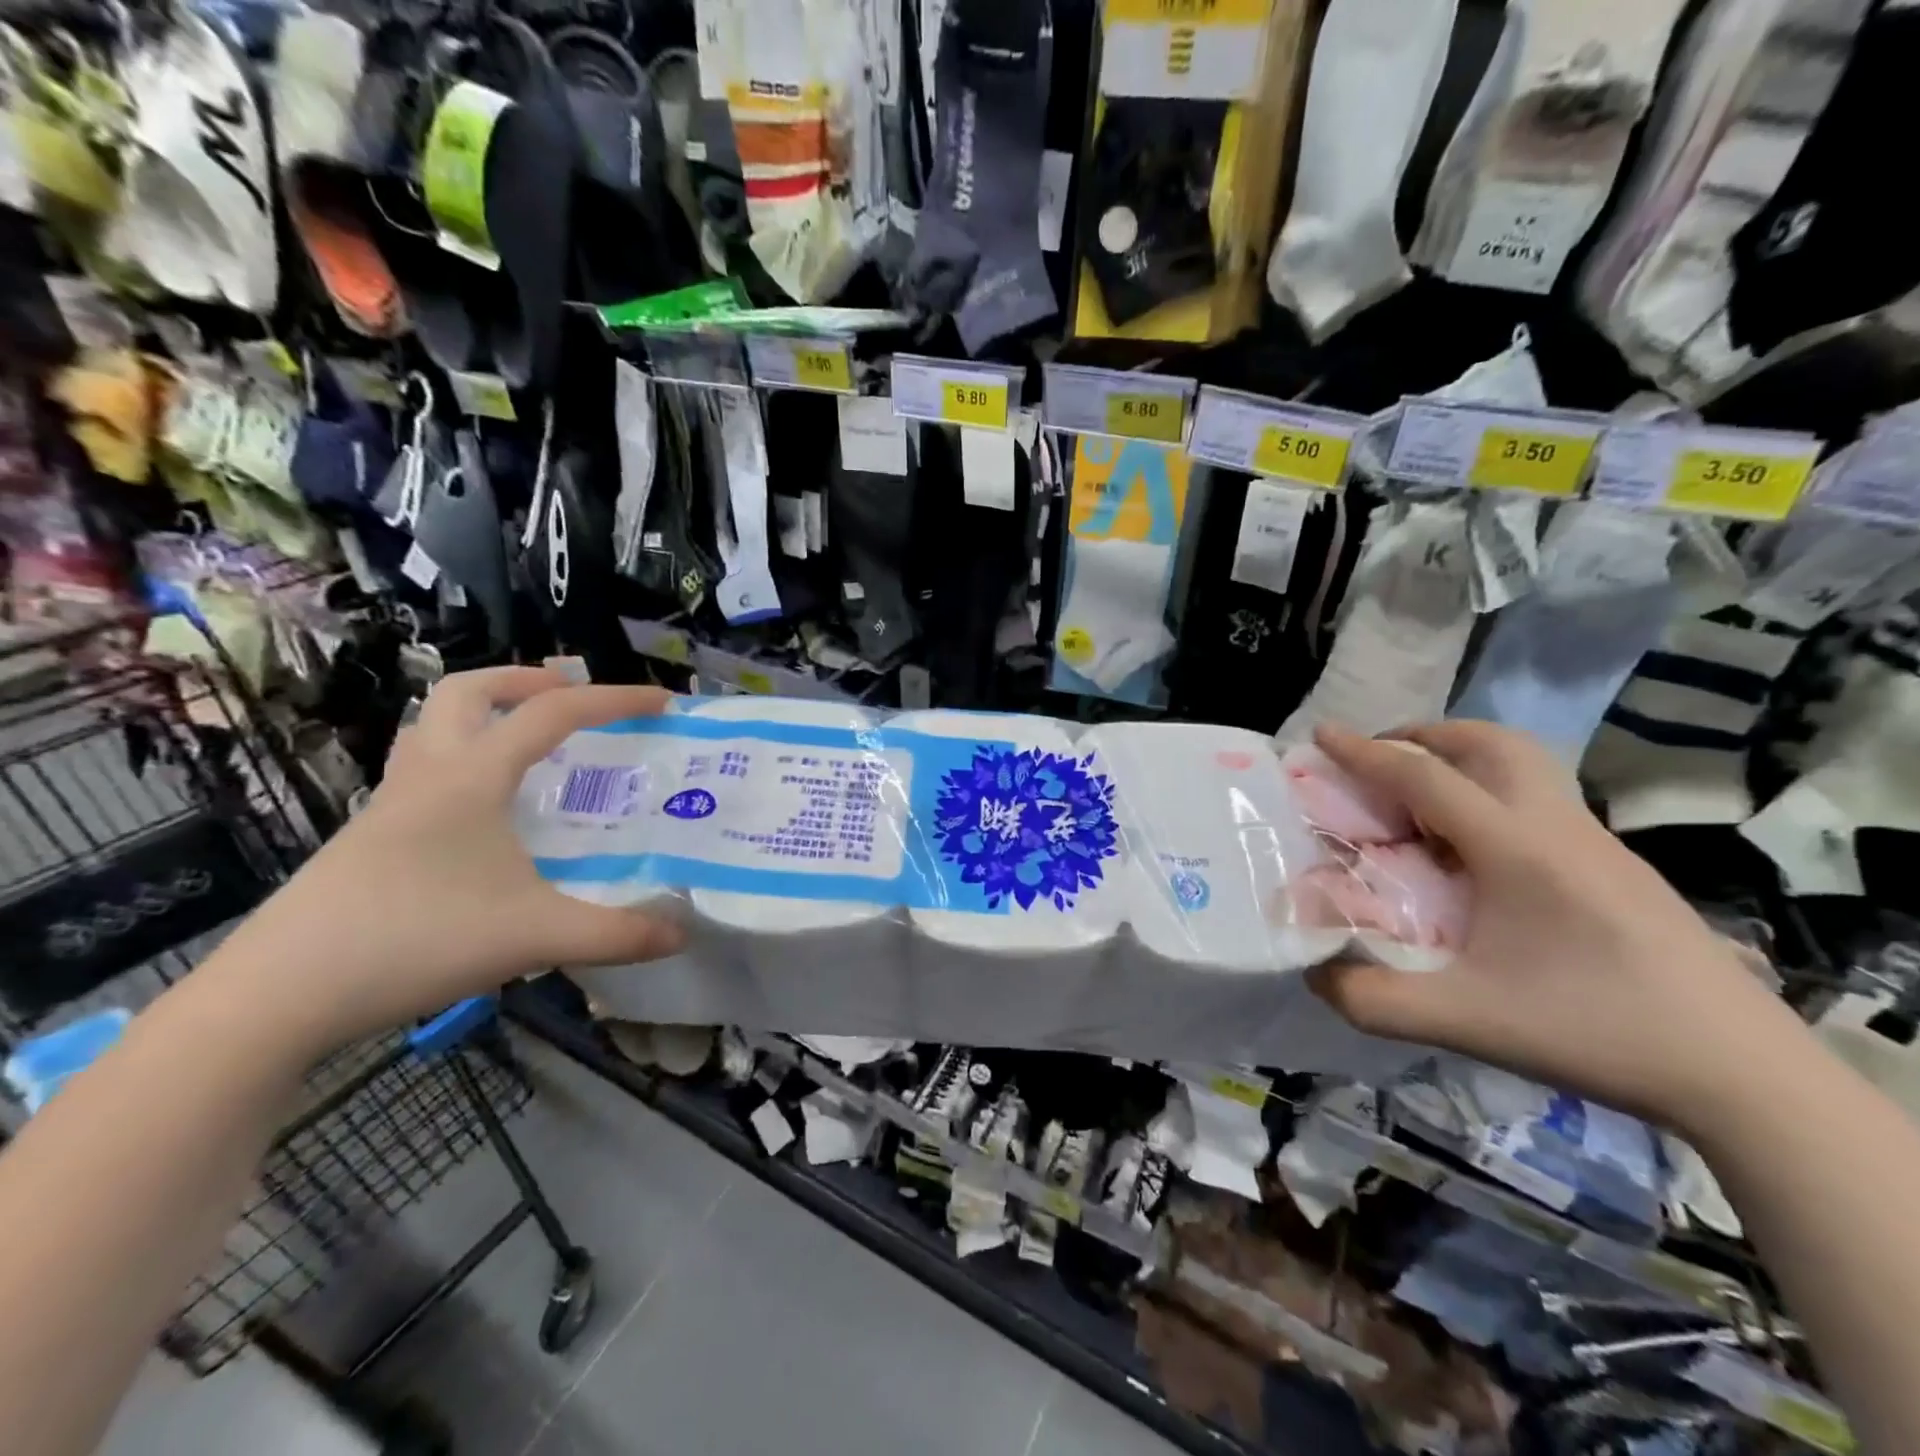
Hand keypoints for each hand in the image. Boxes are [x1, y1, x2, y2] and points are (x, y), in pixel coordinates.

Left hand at [211, 668, 685, 1050]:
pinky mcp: (369, 837)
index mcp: (471, 778)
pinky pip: (422, 768)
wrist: (277, 996)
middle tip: (571, 699)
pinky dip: (462, 759)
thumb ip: (616, 934)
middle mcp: (428, 775)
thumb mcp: (534, 937)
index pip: (553, 714)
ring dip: (485, 712)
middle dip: (527, 680)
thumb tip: (682, 935)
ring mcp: (389, 805)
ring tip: (528, 739)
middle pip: (469, 691)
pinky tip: (486, 810)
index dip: (613, 700)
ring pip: (434, 725)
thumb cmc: (414, 941)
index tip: (662, 702)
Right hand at [1306, 720, 1798, 1126]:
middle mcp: (1556, 827)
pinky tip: (1475, 850)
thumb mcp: (1465, 1022)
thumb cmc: (1596, 1032)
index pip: (1425, 777)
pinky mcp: (1618, 866)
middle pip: (1489, 743)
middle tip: (1379, 760)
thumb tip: (1314, 974)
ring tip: (1422, 794)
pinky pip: (1540, 798)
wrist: (1745, 1075)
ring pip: (1525, 764)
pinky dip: (1491, 791)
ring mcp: (1596, 843)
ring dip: (1463, 757)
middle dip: (1423, 736)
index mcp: (1515, 848)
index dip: (1364, 752)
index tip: (1320, 733)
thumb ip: (1372, 999)